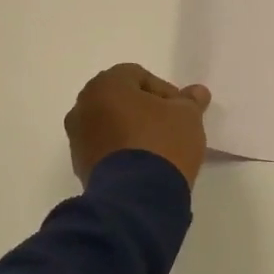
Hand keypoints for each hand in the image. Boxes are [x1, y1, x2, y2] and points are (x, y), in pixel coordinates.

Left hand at [64, 64, 212, 187]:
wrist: (136, 197)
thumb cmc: (161, 143)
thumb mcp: (187, 117)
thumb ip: (190, 101)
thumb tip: (196, 92)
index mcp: (105, 86)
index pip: (138, 75)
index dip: (164, 91)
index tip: (181, 111)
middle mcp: (83, 107)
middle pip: (120, 99)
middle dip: (146, 109)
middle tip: (170, 126)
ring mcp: (77, 138)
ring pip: (110, 124)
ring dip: (131, 130)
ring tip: (158, 148)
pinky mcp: (80, 166)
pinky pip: (105, 148)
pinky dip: (121, 151)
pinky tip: (144, 165)